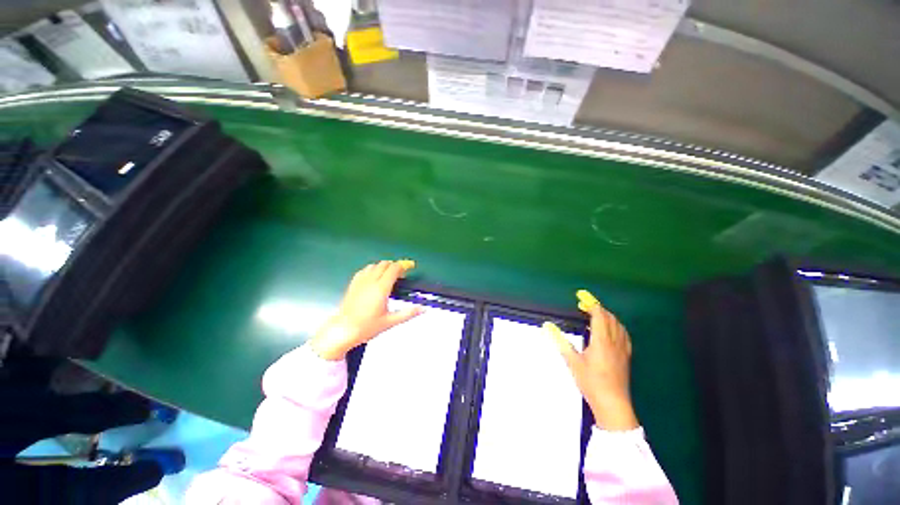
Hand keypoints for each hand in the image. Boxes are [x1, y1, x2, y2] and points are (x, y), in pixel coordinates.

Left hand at [310, 260, 423, 360]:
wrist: (342, 331)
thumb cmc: (366, 327)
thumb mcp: (390, 322)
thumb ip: (408, 313)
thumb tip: (423, 309)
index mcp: (381, 288)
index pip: (394, 268)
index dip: (404, 265)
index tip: (411, 266)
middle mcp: (371, 281)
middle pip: (385, 264)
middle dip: (395, 265)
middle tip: (402, 273)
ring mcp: (360, 281)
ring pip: (374, 265)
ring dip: (384, 266)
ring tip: (389, 275)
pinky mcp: (353, 284)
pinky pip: (365, 270)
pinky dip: (373, 269)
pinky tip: (374, 277)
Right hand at [545, 289, 638, 430]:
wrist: (613, 404)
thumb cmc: (591, 382)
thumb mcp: (572, 362)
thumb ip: (560, 341)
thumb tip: (547, 326)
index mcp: (601, 341)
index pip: (599, 315)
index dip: (591, 304)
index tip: (581, 297)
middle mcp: (614, 342)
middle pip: (610, 318)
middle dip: (598, 308)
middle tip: (585, 305)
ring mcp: (622, 349)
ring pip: (618, 325)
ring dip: (608, 316)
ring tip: (596, 315)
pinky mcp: (626, 357)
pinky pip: (624, 335)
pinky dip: (616, 326)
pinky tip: (611, 330)